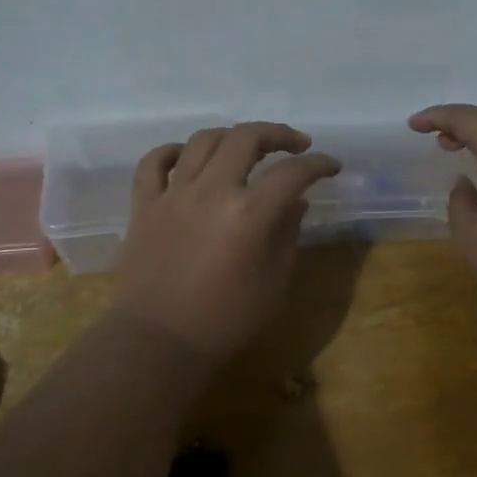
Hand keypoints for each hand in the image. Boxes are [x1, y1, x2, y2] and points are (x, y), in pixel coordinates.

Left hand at [111, 123, 341, 365]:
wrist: (159, 343)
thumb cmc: (226, 320)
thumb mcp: (275, 282)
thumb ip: (287, 234)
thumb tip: (295, 202)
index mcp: (249, 213)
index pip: (293, 173)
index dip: (319, 164)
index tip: (332, 166)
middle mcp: (211, 191)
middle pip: (246, 137)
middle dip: (277, 134)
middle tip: (295, 145)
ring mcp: (173, 194)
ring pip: (202, 141)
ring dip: (231, 136)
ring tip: (246, 147)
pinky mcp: (144, 206)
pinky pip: (154, 162)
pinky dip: (173, 151)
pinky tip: (188, 157)